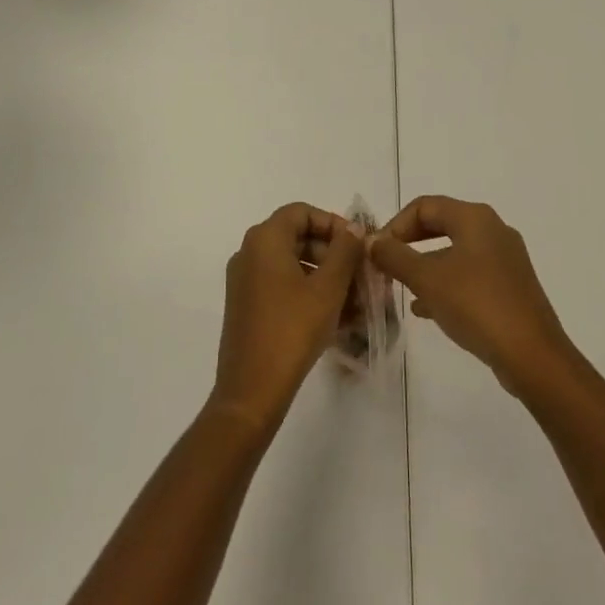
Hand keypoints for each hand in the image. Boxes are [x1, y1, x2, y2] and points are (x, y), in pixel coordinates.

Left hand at [208, 203, 363, 435]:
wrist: (251, 391)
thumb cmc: (292, 331)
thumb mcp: (328, 289)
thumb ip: (344, 251)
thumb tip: (353, 227)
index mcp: (264, 239)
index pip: (302, 212)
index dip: (333, 223)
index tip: (357, 247)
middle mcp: (249, 252)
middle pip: (297, 236)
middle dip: (332, 254)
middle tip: (360, 276)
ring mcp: (244, 280)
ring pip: (292, 264)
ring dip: (324, 276)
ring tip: (354, 301)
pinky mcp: (246, 306)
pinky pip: (281, 285)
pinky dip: (307, 293)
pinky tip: (334, 317)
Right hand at [369, 195, 576, 397]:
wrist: (532, 356)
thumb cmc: (476, 305)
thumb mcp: (427, 279)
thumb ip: (395, 256)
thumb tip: (372, 241)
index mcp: (474, 218)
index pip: (424, 206)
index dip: (395, 224)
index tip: (378, 251)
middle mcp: (493, 229)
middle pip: (441, 224)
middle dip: (409, 242)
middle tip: (387, 264)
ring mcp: (505, 259)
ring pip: (455, 251)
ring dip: (425, 265)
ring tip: (401, 287)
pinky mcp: (511, 286)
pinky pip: (469, 274)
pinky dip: (445, 283)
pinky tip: (426, 308)